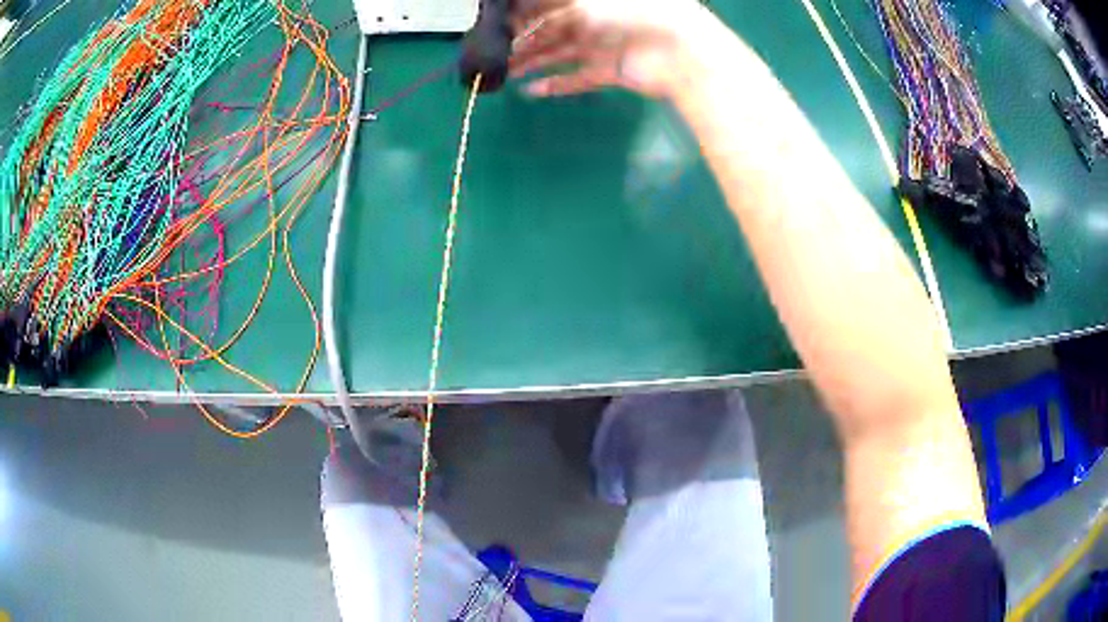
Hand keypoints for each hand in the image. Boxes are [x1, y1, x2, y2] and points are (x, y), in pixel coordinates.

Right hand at [509, 0, 712, 99]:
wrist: (679, 50)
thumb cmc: (635, 13)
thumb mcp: (586, 1)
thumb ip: (555, 4)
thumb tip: (523, 7)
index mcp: (586, 2)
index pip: (547, 9)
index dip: (523, 18)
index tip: (499, 28)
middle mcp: (591, 22)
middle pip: (549, 33)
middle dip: (522, 43)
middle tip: (495, 55)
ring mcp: (600, 48)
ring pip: (557, 56)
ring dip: (531, 64)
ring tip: (504, 73)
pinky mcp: (608, 73)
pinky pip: (575, 79)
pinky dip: (554, 85)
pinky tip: (531, 90)